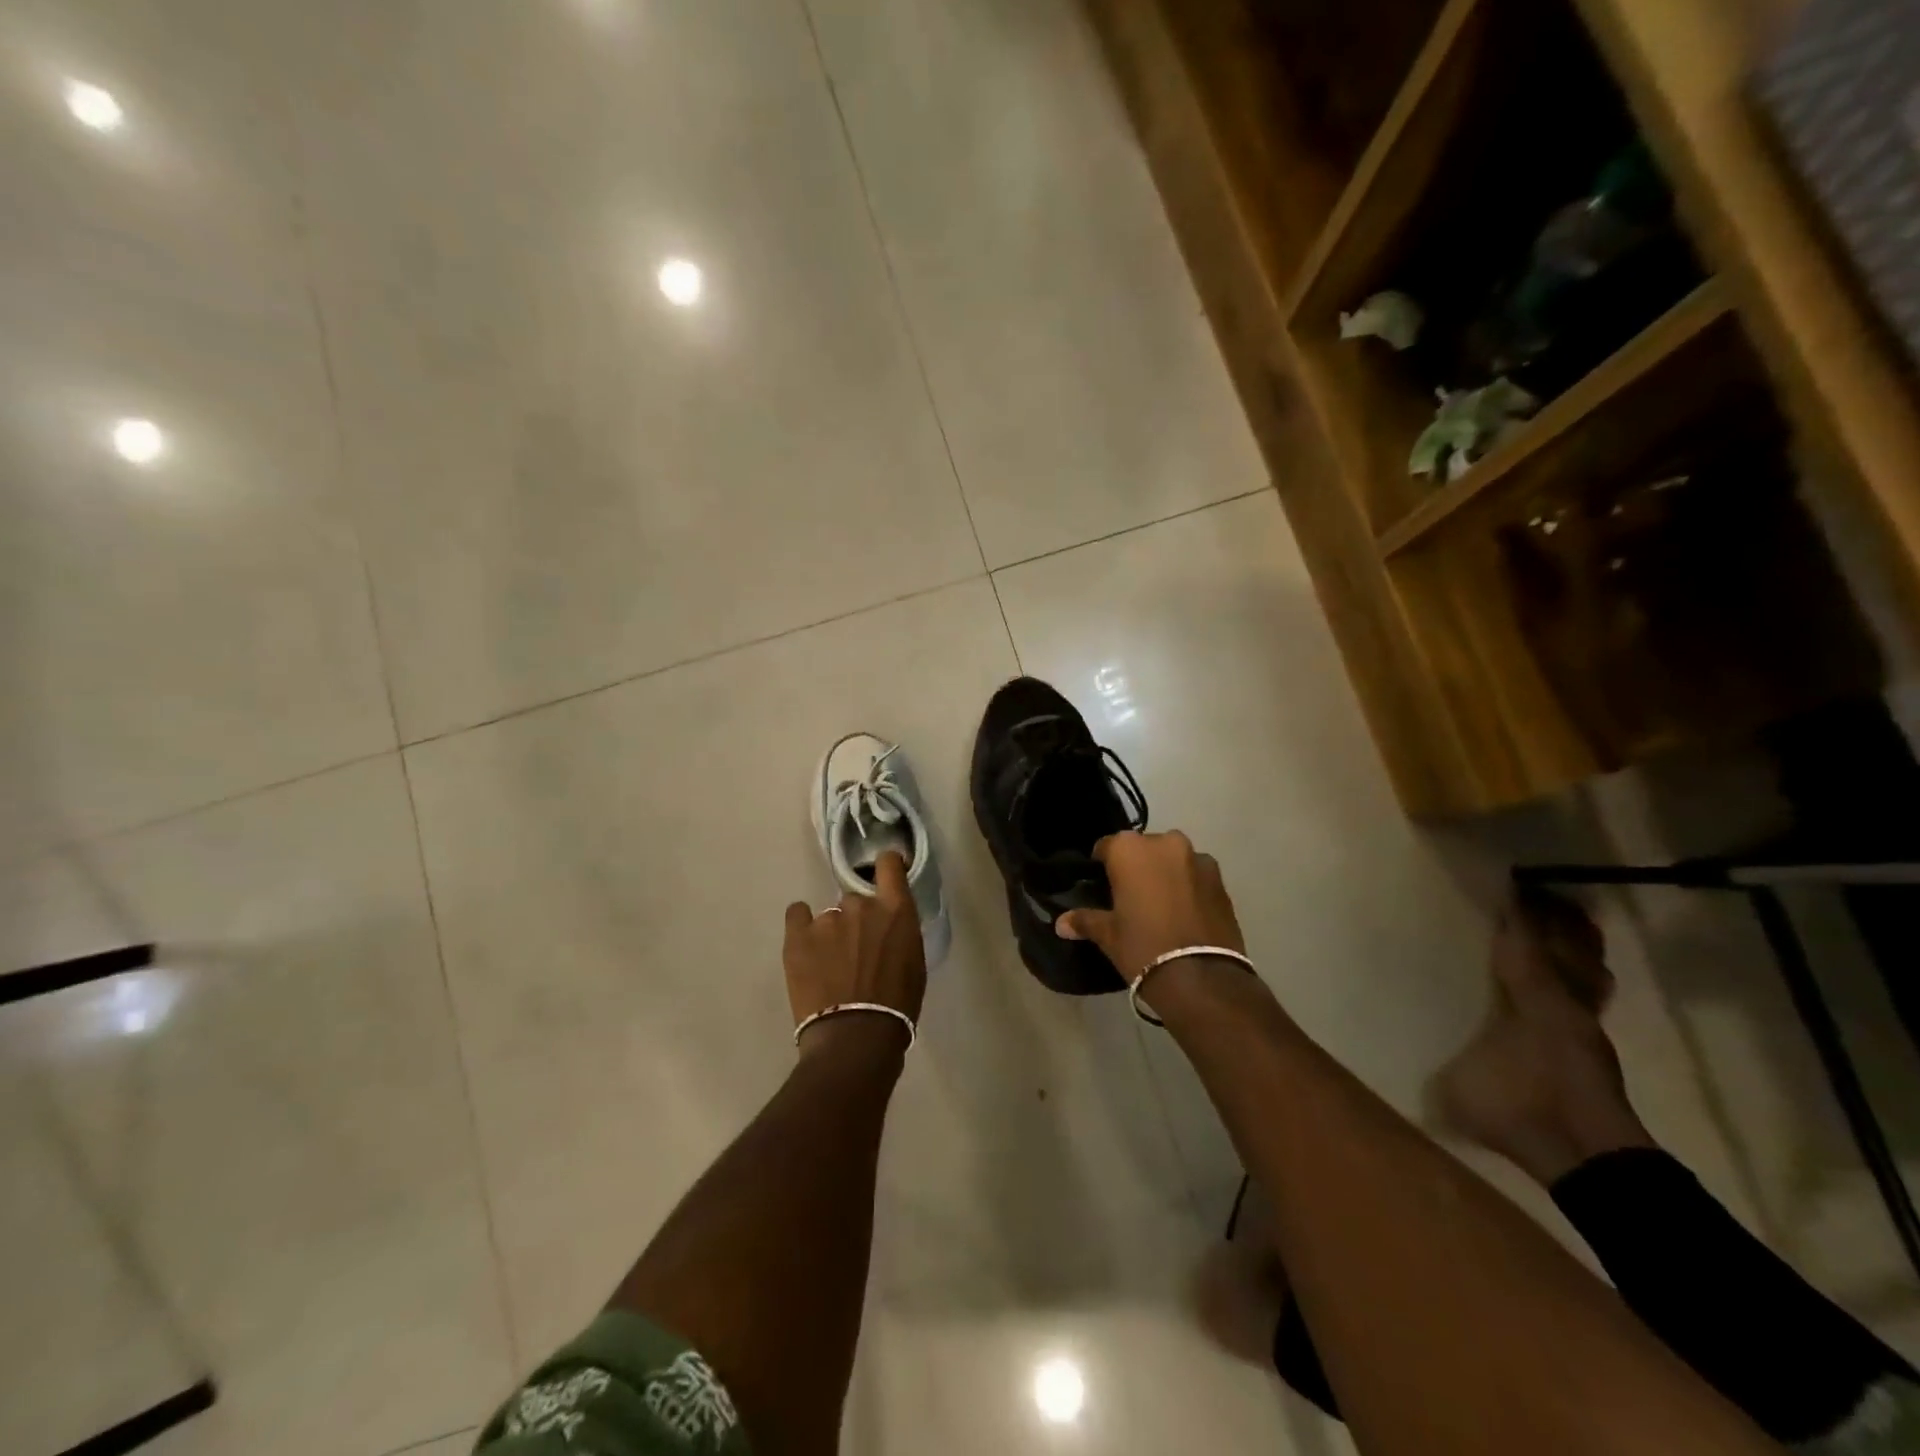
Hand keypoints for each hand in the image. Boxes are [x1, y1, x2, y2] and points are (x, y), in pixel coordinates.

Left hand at [784, 851, 926, 1056]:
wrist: (855, 1037)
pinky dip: (802, 926)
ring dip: (832, 933)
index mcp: (896, 910)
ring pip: (830, 915)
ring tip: (830, 966)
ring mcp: (827, 918)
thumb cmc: (897, 1007)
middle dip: (858, 920)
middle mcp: (861, 904)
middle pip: (857, 899)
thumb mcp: (914, 964)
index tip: (885, 876)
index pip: (890, 865)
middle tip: (857, 952)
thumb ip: (900, 934)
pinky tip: (805, 947)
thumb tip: (888, 929)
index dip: (887, 866)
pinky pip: (797, 914)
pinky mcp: (797, 935)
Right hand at [1055, 830, 1245, 977]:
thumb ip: (1085, 921)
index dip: (1102, 866)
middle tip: (1130, 897)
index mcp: (1130, 849)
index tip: (1101, 886)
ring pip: (1173, 859)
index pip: (1107, 847)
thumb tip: (1060, 924)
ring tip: (1160, 905)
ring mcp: (1198, 859)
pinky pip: (1196, 875)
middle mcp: (1165, 843)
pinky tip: (1184, 913)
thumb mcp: (1108, 935)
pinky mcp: (1221, 880)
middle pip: (1144, 849)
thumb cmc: (1143, 947)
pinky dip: (1188, 886)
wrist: (1201, 978)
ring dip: (1165, 873)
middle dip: (1137, 866)